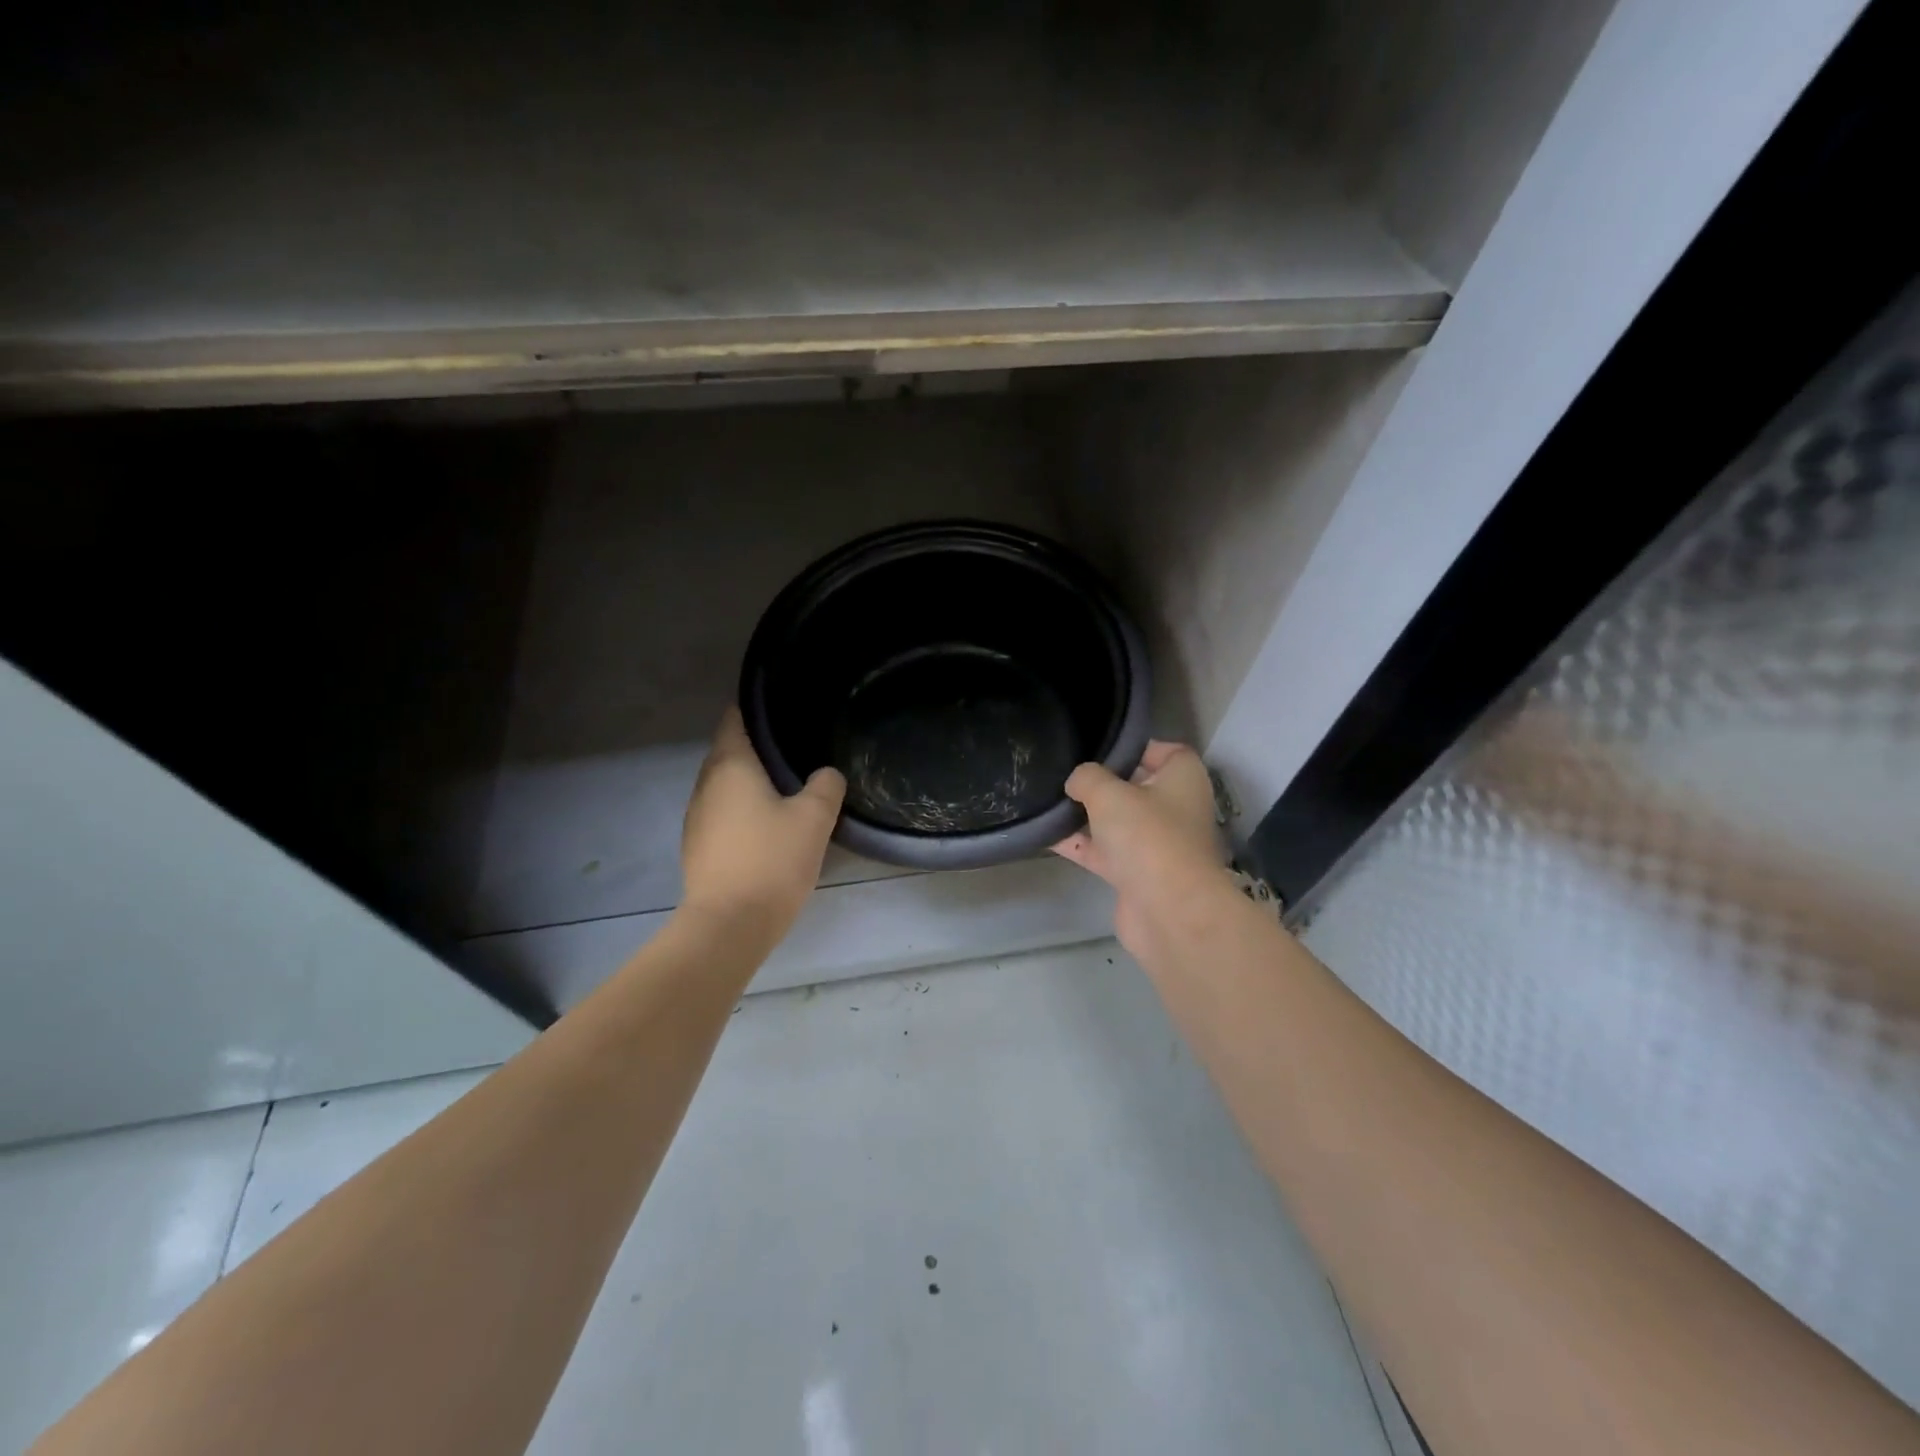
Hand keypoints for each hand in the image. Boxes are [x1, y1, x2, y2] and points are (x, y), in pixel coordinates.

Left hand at [680, 707, 845, 941]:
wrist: (729, 925)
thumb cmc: (772, 860)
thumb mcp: (814, 818)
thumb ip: (826, 786)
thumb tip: (826, 774)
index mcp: (730, 766)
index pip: (735, 720)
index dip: (754, 709)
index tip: (781, 708)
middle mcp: (706, 785)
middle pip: (728, 752)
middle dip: (757, 748)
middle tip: (795, 749)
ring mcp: (696, 817)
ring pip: (725, 786)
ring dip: (750, 783)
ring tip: (786, 786)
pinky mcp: (697, 847)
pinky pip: (722, 813)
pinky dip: (742, 810)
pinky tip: (767, 825)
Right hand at [1052, 741, 1228, 962]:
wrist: (1169, 912)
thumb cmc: (1148, 836)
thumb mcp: (1109, 793)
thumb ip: (1087, 778)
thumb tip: (1077, 782)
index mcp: (1183, 780)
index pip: (1167, 751)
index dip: (1136, 747)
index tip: (1101, 748)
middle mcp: (1175, 809)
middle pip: (1137, 787)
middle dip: (1103, 782)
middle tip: (1067, 773)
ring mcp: (1156, 845)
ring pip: (1118, 822)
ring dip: (1087, 815)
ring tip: (1049, 800)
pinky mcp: (1137, 875)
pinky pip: (1104, 852)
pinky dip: (1080, 844)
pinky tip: (1045, 835)